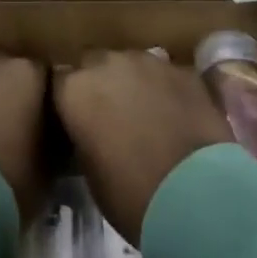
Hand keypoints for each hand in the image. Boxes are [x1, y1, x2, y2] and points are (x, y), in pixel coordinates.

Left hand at [0, 53, 48, 212]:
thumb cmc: (9, 181)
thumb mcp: (47, 168)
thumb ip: (51, 141)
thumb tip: (49, 137)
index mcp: (27, 72)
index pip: (44, 75)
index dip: (44, 99)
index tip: (45, 123)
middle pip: (5, 70)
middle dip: (9, 92)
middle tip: (12, 127)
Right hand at [53, 51, 232, 246]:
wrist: (197, 196)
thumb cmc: (133, 196)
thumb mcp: (91, 172)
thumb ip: (85, 136)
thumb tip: (91, 129)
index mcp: (76, 90)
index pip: (59, 83)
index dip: (68, 102)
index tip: (75, 121)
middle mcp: (108, 63)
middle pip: (94, 64)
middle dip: (99, 83)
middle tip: (109, 115)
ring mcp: (148, 61)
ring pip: (130, 63)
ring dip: (132, 82)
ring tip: (145, 113)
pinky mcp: (182, 69)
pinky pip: (164, 73)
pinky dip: (164, 89)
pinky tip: (175, 114)